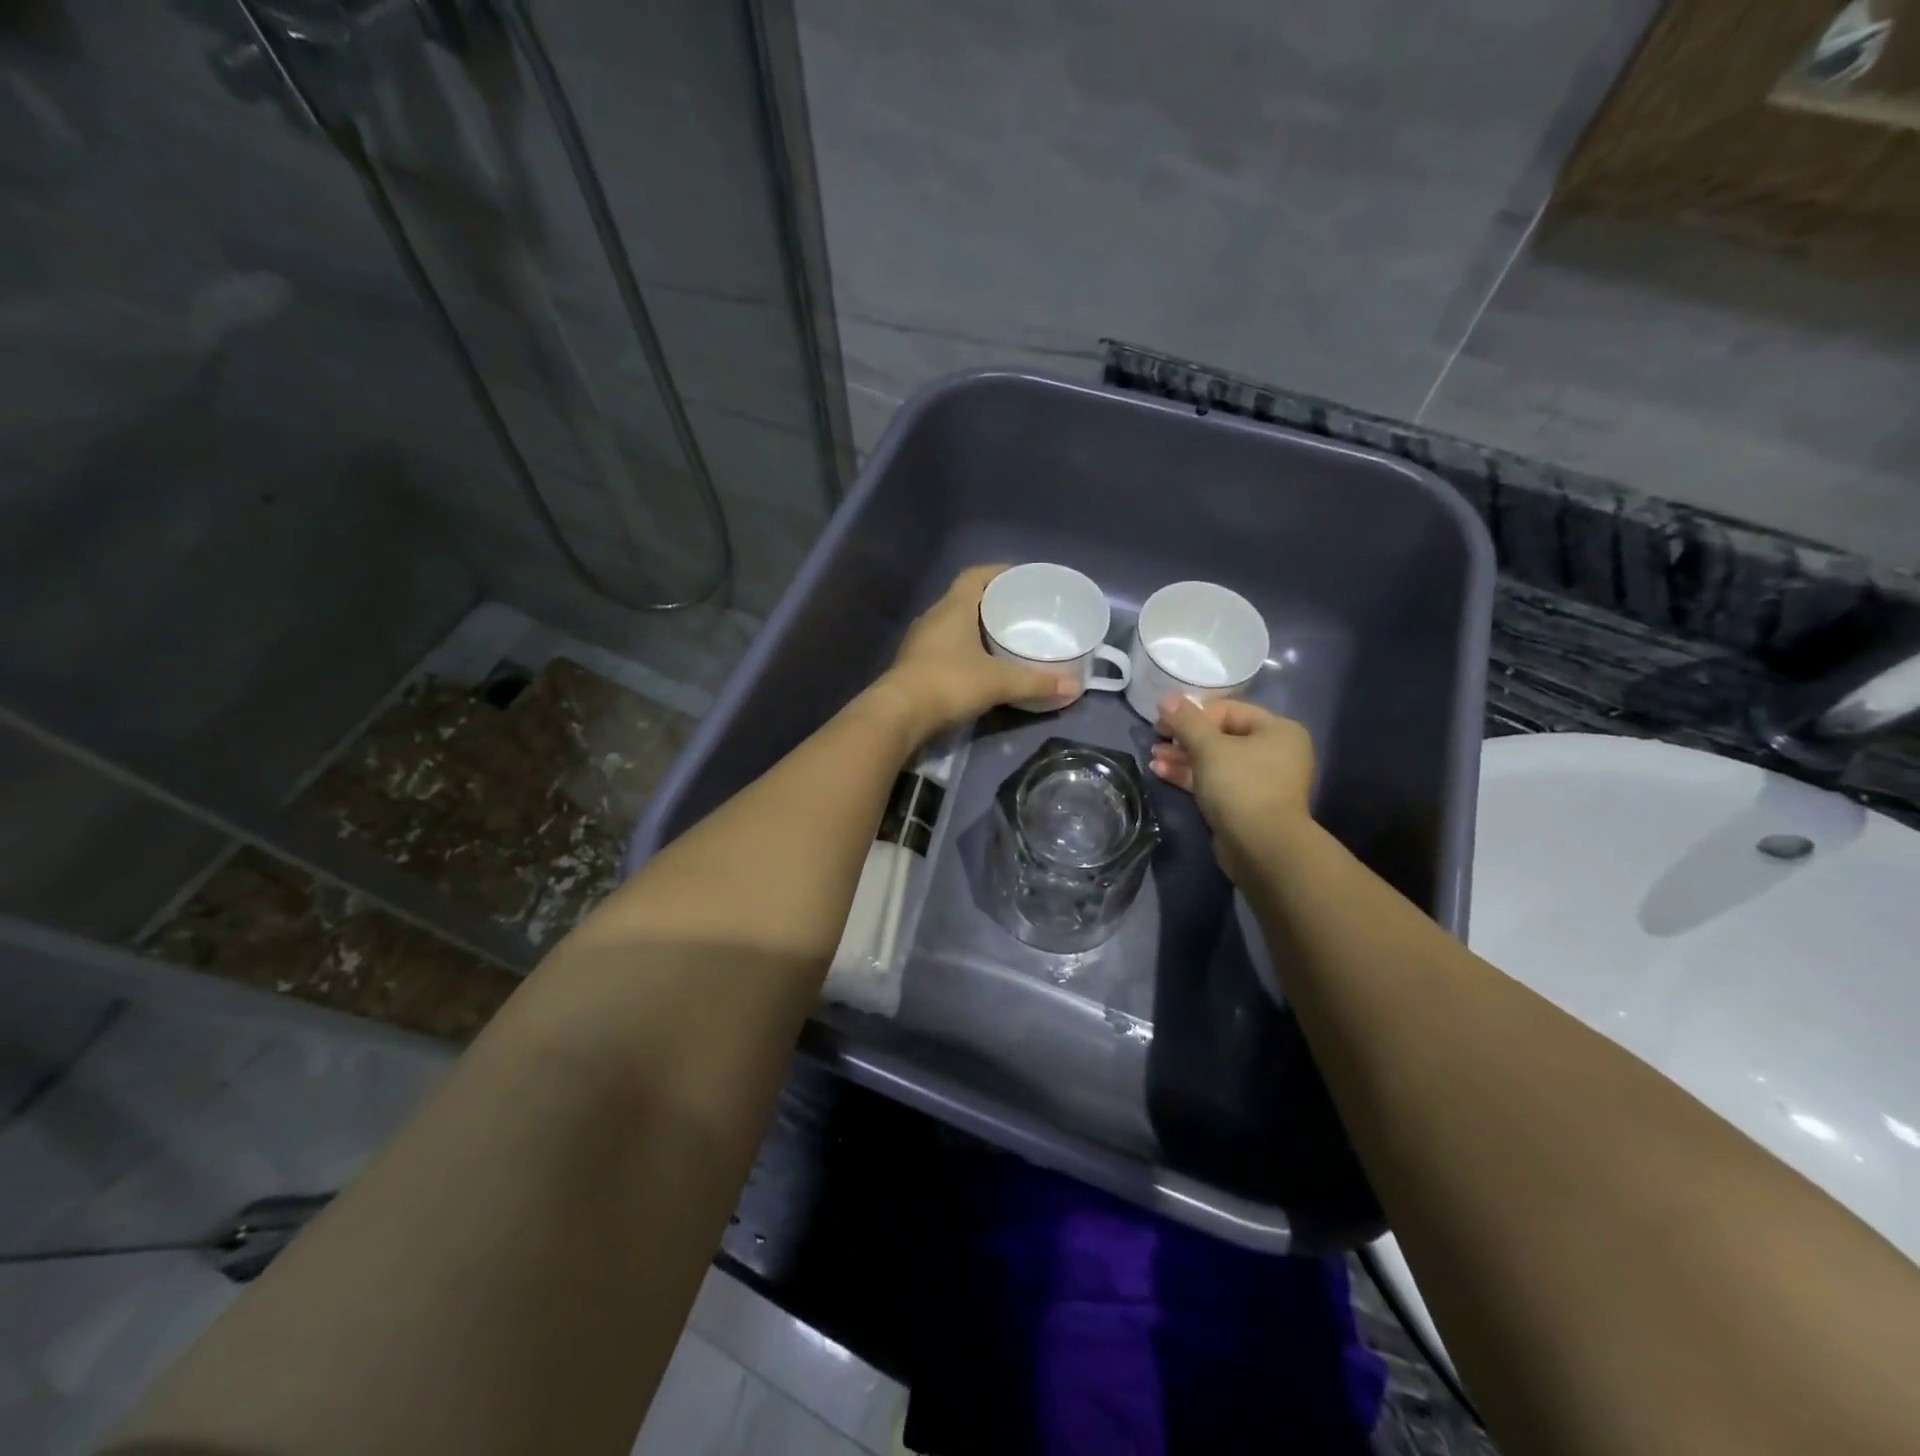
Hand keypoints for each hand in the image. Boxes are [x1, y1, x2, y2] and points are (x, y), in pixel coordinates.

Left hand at [877, 565, 1078, 737]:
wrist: (899, 714)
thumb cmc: (949, 683)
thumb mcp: (998, 682)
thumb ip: (1035, 683)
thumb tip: (1073, 686)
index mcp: (953, 607)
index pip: (975, 576)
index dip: (998, 572)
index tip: (1021, 577)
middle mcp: (933, 617)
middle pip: (964, 598)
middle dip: (991, 601)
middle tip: (1019, 610)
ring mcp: (920, 641)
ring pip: (952, 623)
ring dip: (975, 626)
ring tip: (1003, 636)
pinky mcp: (914, 663)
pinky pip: (944, 645)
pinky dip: (963, 648)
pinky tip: (978, 664)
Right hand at [1148, 695, 1315, 882]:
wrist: (1262, 847)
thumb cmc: (1241, 786)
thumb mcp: (1209, 748)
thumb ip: (1186, 720)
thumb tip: (1166, 697)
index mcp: (1277, 730)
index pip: (1228, 710)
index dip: (1193, 713)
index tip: (1163, 721)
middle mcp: (1274, 751)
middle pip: (1221, 735)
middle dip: (1184, 737)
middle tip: (1156, 739)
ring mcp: (1260, 779)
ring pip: (1215, 760)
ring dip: (1183, 757)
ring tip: (1154, 758)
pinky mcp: (1245, 803)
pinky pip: (1215, 781)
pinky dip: (1190, 775)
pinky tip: (1161, 772)